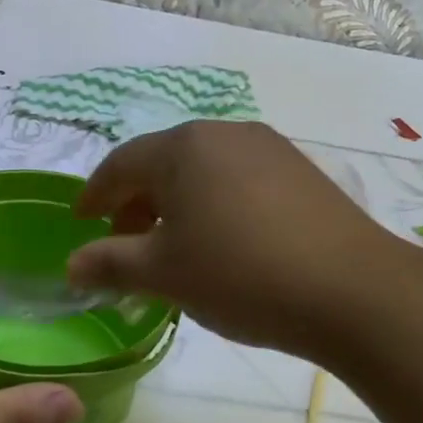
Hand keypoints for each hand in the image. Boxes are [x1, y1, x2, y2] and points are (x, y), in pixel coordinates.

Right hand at [66, 122, 401, 360]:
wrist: (352, 289)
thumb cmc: (241, 275)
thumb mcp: (165, 274)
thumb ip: (110, 263)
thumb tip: (71, 265)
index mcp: (183, 147)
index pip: (121, 164)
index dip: (95, 194)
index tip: (80, 221)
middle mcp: (225, 133)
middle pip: (163, 162)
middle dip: (136, 202)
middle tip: (124, 243)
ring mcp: (269, 148)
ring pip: (203, 170)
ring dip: (177, 204)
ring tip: (173, 246)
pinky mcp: (300, 170)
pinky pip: (238, 179)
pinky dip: (215, 204)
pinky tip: (223, 241)